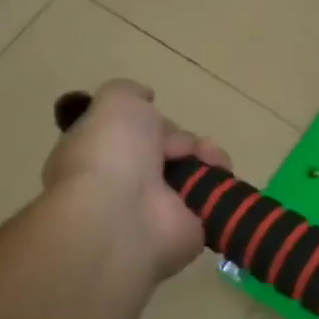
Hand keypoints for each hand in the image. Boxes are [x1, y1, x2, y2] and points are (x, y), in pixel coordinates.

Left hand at [42, 79, 230, 282]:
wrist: (125, 217)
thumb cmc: (112, 154)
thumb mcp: (115, 102)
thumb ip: (128, 91)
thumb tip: (145, 98)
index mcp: (98, 155)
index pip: (130, 134)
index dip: (147, 121)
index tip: (153, 115)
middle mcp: (123, 183)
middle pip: (165, 150)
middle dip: (181, 139)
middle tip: (183, 146)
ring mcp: (155, 209)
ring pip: (191, 171)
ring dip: (206, 156)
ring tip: (209, 158)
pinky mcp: (187, 228)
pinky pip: (211, 197)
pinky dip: (220, 182)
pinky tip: (218, 173)